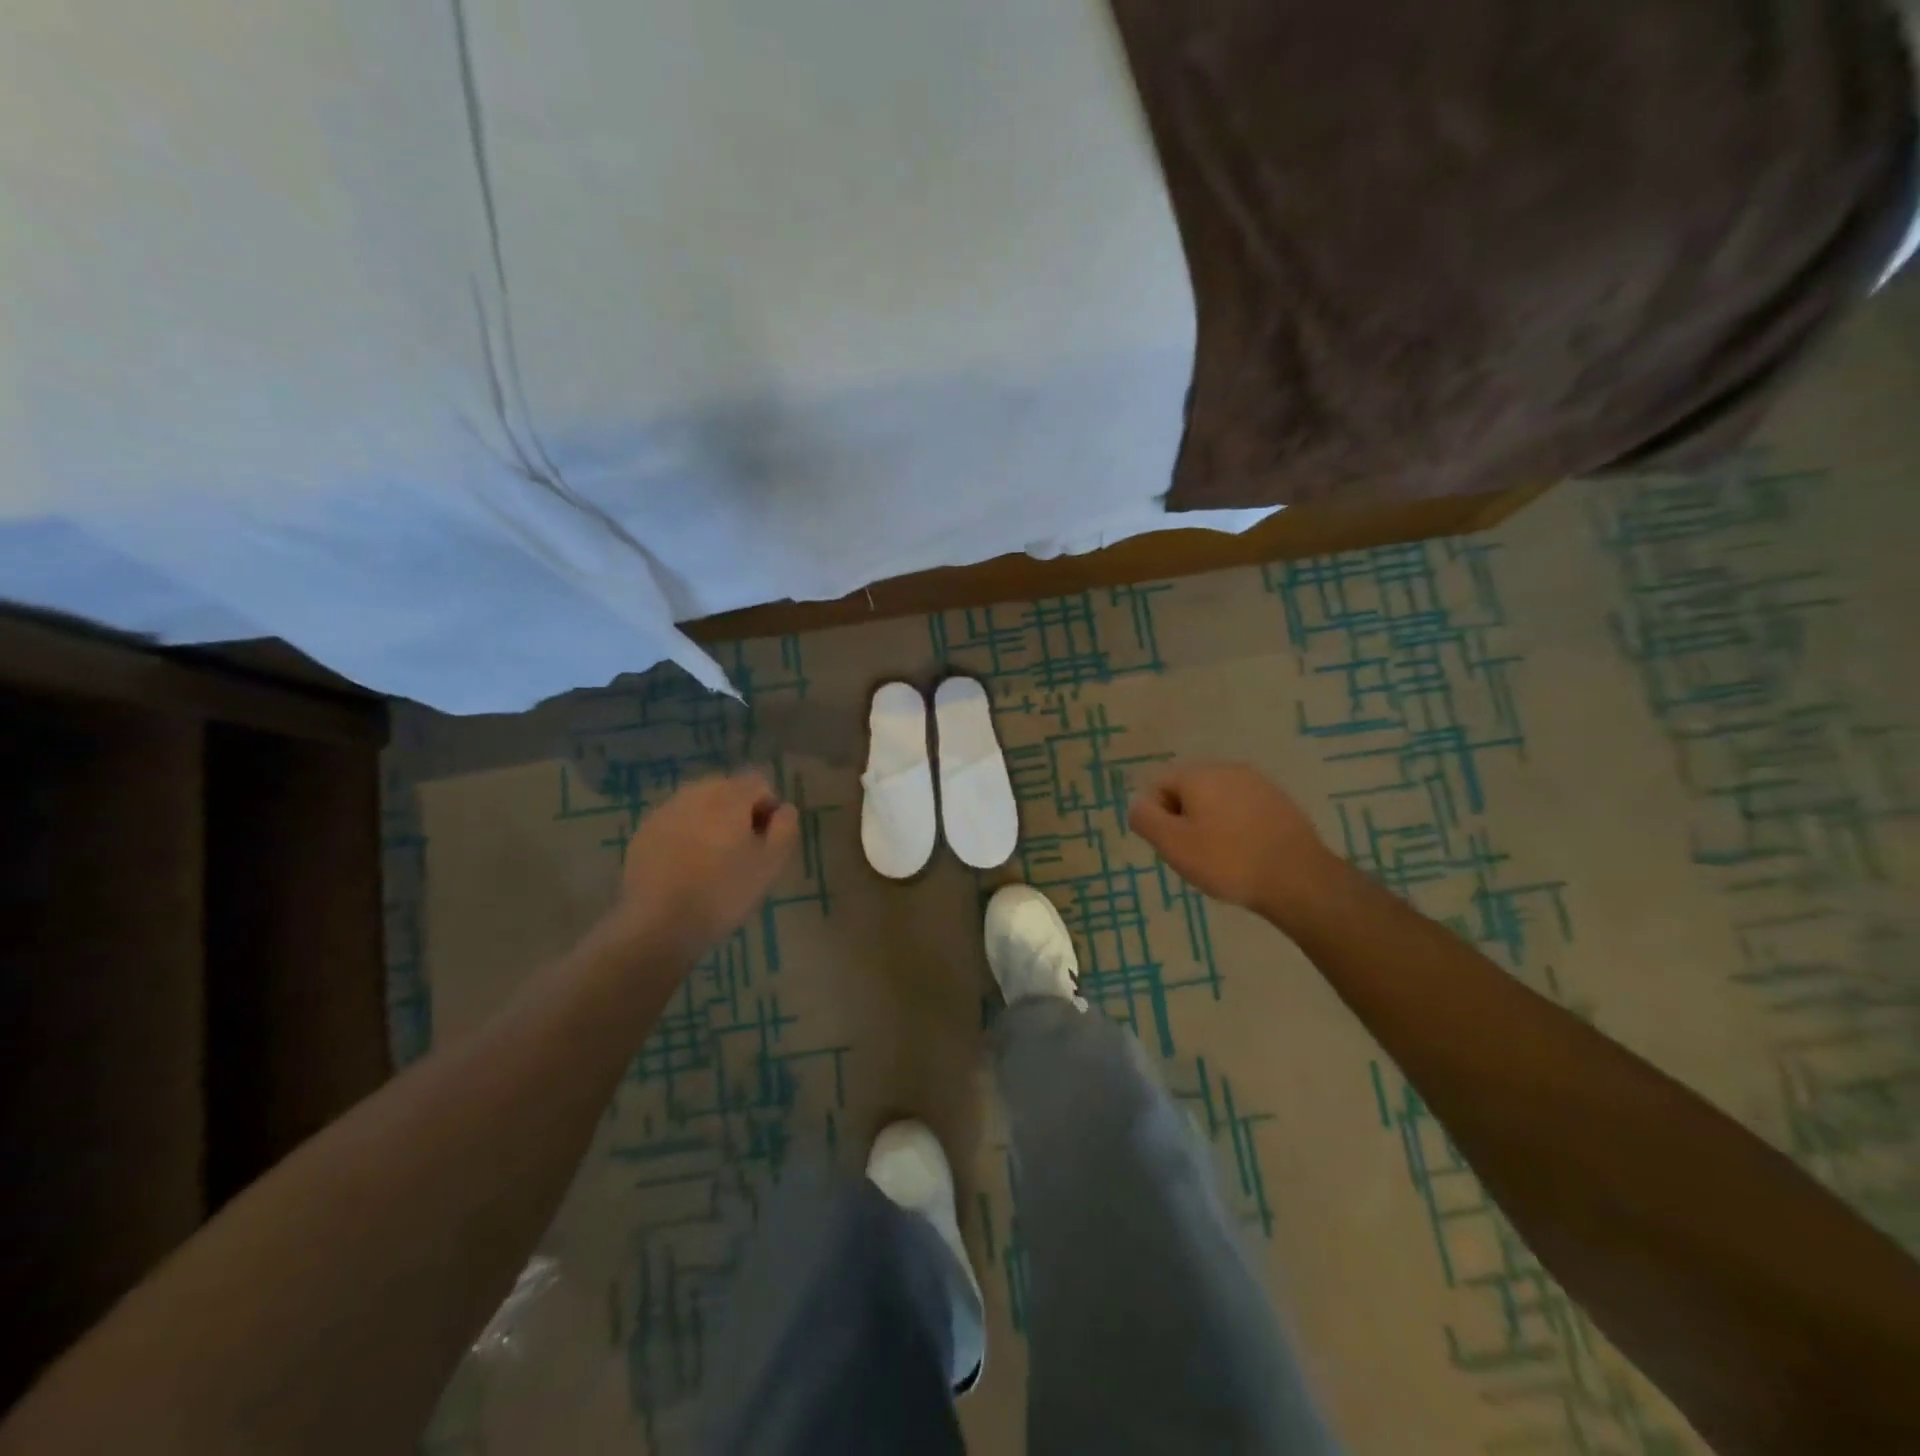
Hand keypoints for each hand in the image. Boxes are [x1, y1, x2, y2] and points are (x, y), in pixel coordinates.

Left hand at [613, 770, 799, 960]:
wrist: (658, 925)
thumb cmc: (724, 893)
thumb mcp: (771, 864)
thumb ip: (785, 828)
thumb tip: (784, 808)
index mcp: (729, 797)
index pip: (758, 782)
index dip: (768, 807)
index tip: (766, 839)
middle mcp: (695, 793)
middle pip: (726, 789)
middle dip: (738, 811)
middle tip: (741, 849)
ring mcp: (665, 811)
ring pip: (698, 804)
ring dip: (711, 820)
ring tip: (712, 858)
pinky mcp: (643, 832)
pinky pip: (674, 821)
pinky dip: (685, 834)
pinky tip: (685, 865)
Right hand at [1128, 761, 1340, 922]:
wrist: (1299, 879)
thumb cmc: (1228, 861)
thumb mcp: (1173, 844)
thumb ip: (1145, 818)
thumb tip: (1137, 803)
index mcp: (1199, 774)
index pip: (1158, 786)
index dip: (1157, 818)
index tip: (1172, 847)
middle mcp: (1228, 769)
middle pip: (1187, 791)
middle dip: (1184, 820)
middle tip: (1193, 855)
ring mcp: (1258, 783)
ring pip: (1216, 801)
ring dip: (1210, 825)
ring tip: (1220, 859)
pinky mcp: (1280, 802)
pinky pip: (1242, 810)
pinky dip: (1235, 829)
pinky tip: (1245, 855)